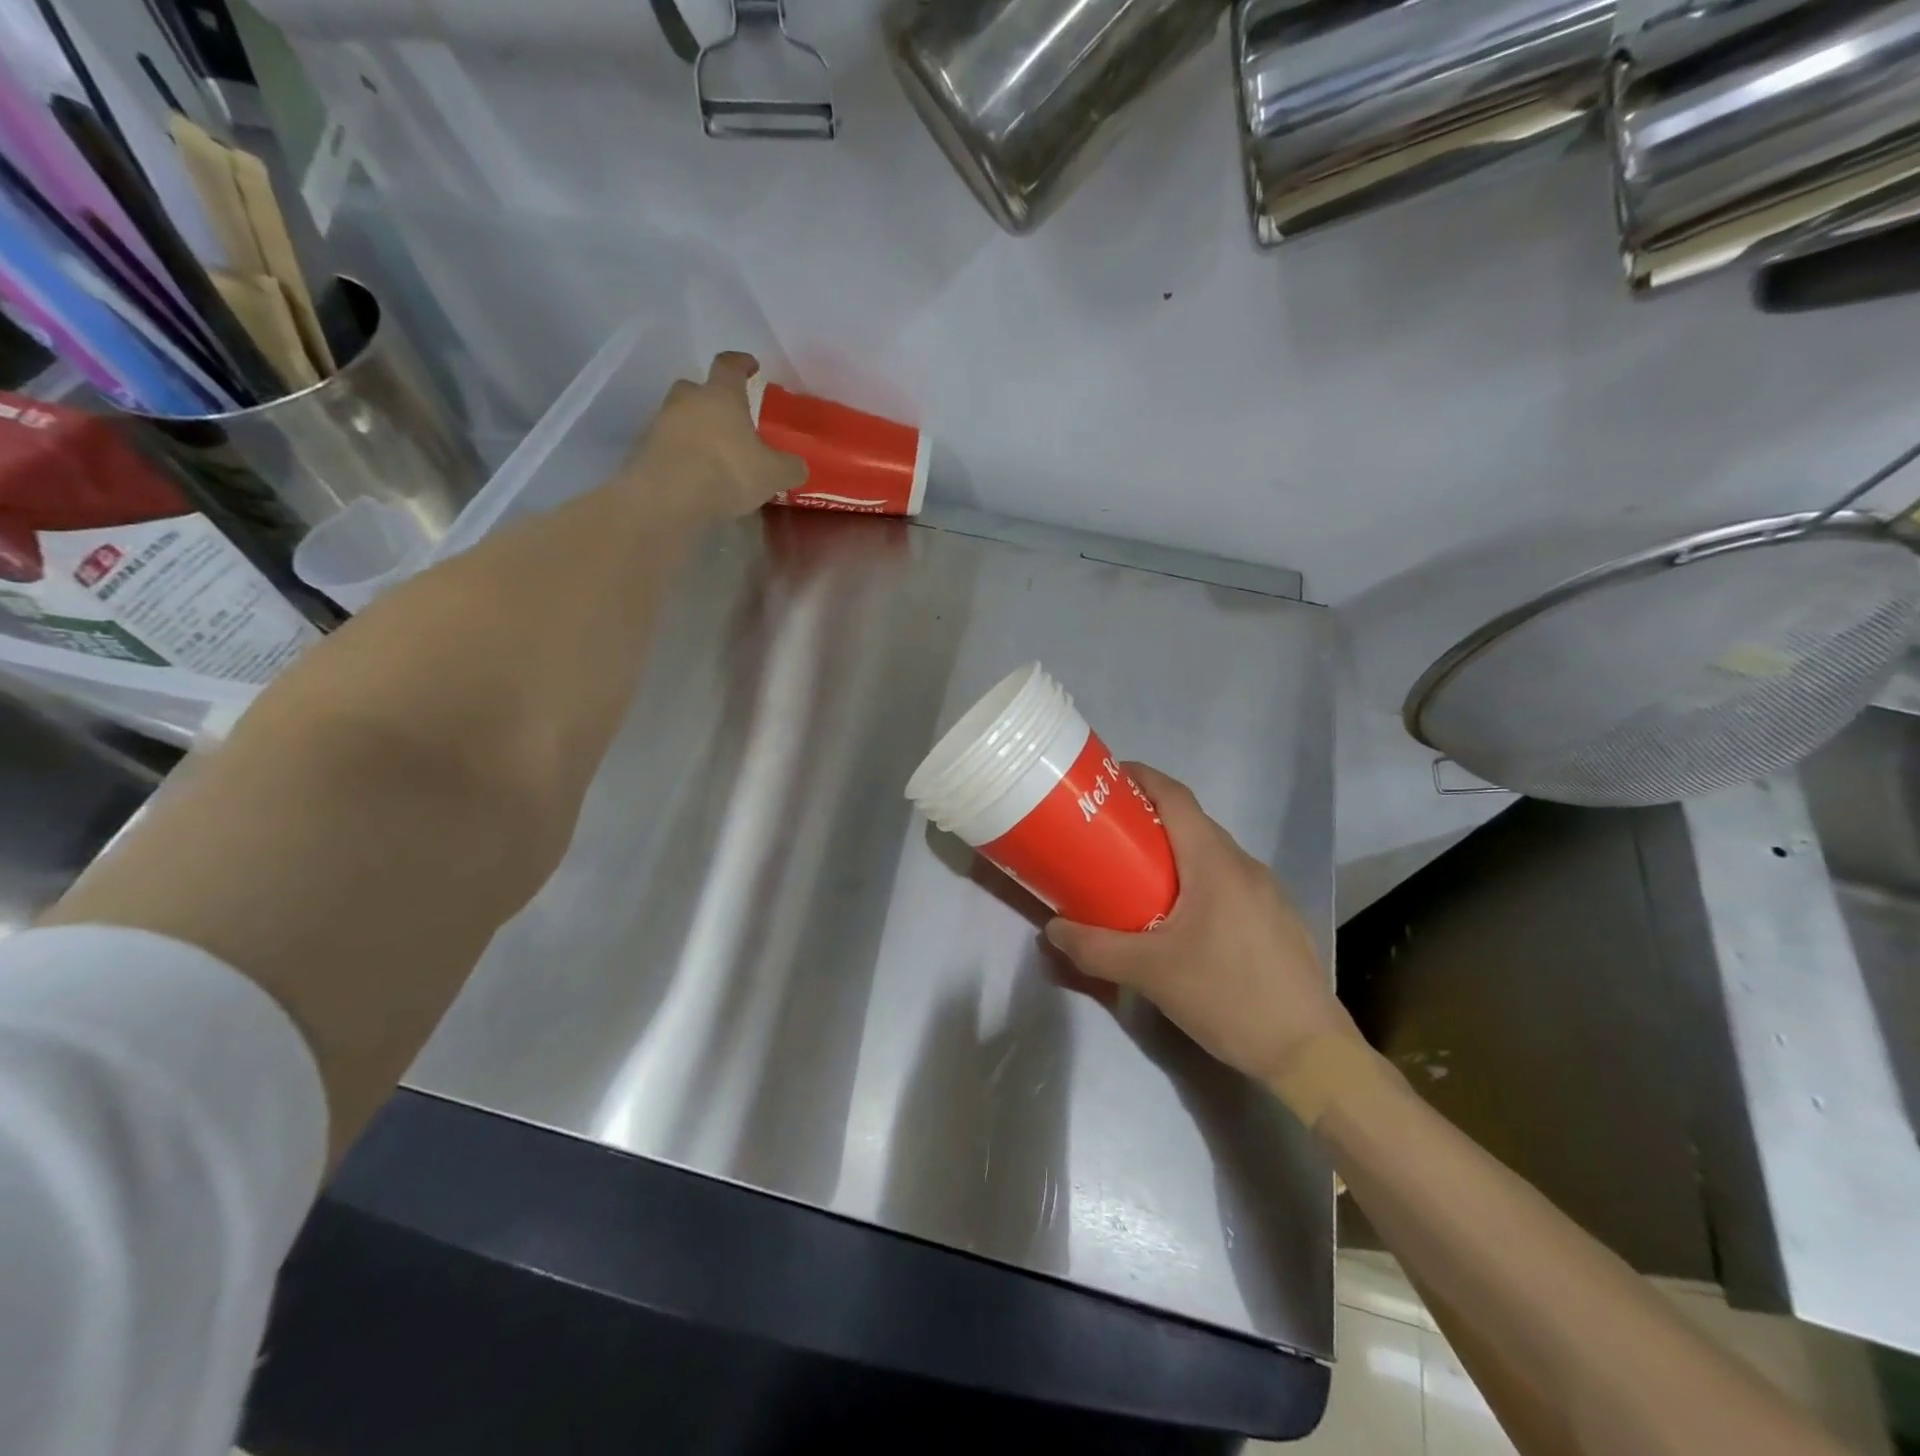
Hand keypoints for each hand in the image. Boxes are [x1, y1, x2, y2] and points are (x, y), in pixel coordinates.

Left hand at [623, 352, 807, 521]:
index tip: (751, 365)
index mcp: (721, 395)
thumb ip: (789, 466)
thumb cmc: (727, 472)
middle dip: (711, 400)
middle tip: (727, 420)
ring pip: (680, 418)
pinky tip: (694, 476)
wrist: (668, 497)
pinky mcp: (644, 451)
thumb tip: (798, 466)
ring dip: (694, 430)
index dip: (742, 363)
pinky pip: (667, 446)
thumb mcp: (773, 474)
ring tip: (712, 455)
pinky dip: (680, 455)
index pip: (730, 365)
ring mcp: (660, 423)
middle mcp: (687, 400)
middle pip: (697, 389)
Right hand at [1045, 763, 1358, 1087]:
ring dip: (1173, 854)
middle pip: (1192, 824)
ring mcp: (1268, 892)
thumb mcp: (1150, 973)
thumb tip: (1053, 930)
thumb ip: (1095, 949)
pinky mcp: (1277, 918)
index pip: (1176, 798)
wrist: (1309, 1052)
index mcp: (1215, 863)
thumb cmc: (1227, 996)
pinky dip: (1197, 881)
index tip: (1108, 778)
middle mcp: (1245, 865)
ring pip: (1211, 855)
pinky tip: (1181, 920)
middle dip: (1148, 820)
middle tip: (1107, 836)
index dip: (1142, 777)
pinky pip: (1228, 881)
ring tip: (1136, 878)